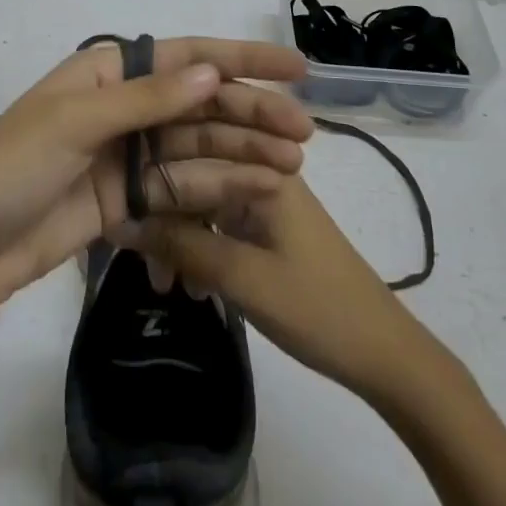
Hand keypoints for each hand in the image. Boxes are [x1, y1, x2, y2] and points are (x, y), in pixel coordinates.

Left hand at [0, 38, 313, 331]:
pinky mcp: (127, 200)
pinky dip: (218, 188)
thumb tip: (213, 72)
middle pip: (198, 104)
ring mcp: (125, 155)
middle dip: (250, 114)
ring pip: (197, 146)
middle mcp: (121, 106)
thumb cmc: (10, 170)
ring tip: (293, 166)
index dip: (240, 60)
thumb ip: (148, 100)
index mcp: (105, 72)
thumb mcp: (75, 124)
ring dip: (243, 153)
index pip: (184, 57)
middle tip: (304, 133)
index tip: (295, 69)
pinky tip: (257, 191)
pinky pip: (182, 187)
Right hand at [140, 175, 426, 400]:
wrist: (383, 353)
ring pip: (202, 201)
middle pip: (193, 175)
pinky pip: (218, 222)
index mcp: (260, 164)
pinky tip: (189, 285)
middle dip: (162, 217)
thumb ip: (181, 246)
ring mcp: (263, 197)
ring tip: (165, 285)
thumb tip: (121, 223)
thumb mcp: (242, 277)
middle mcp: (259, 168)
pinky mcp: (265, 225)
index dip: (151, 184)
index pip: (188, 152)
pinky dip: (199, 248)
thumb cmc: (316, 307)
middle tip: (146, 268)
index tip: (124, 225)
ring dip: (178, 238)